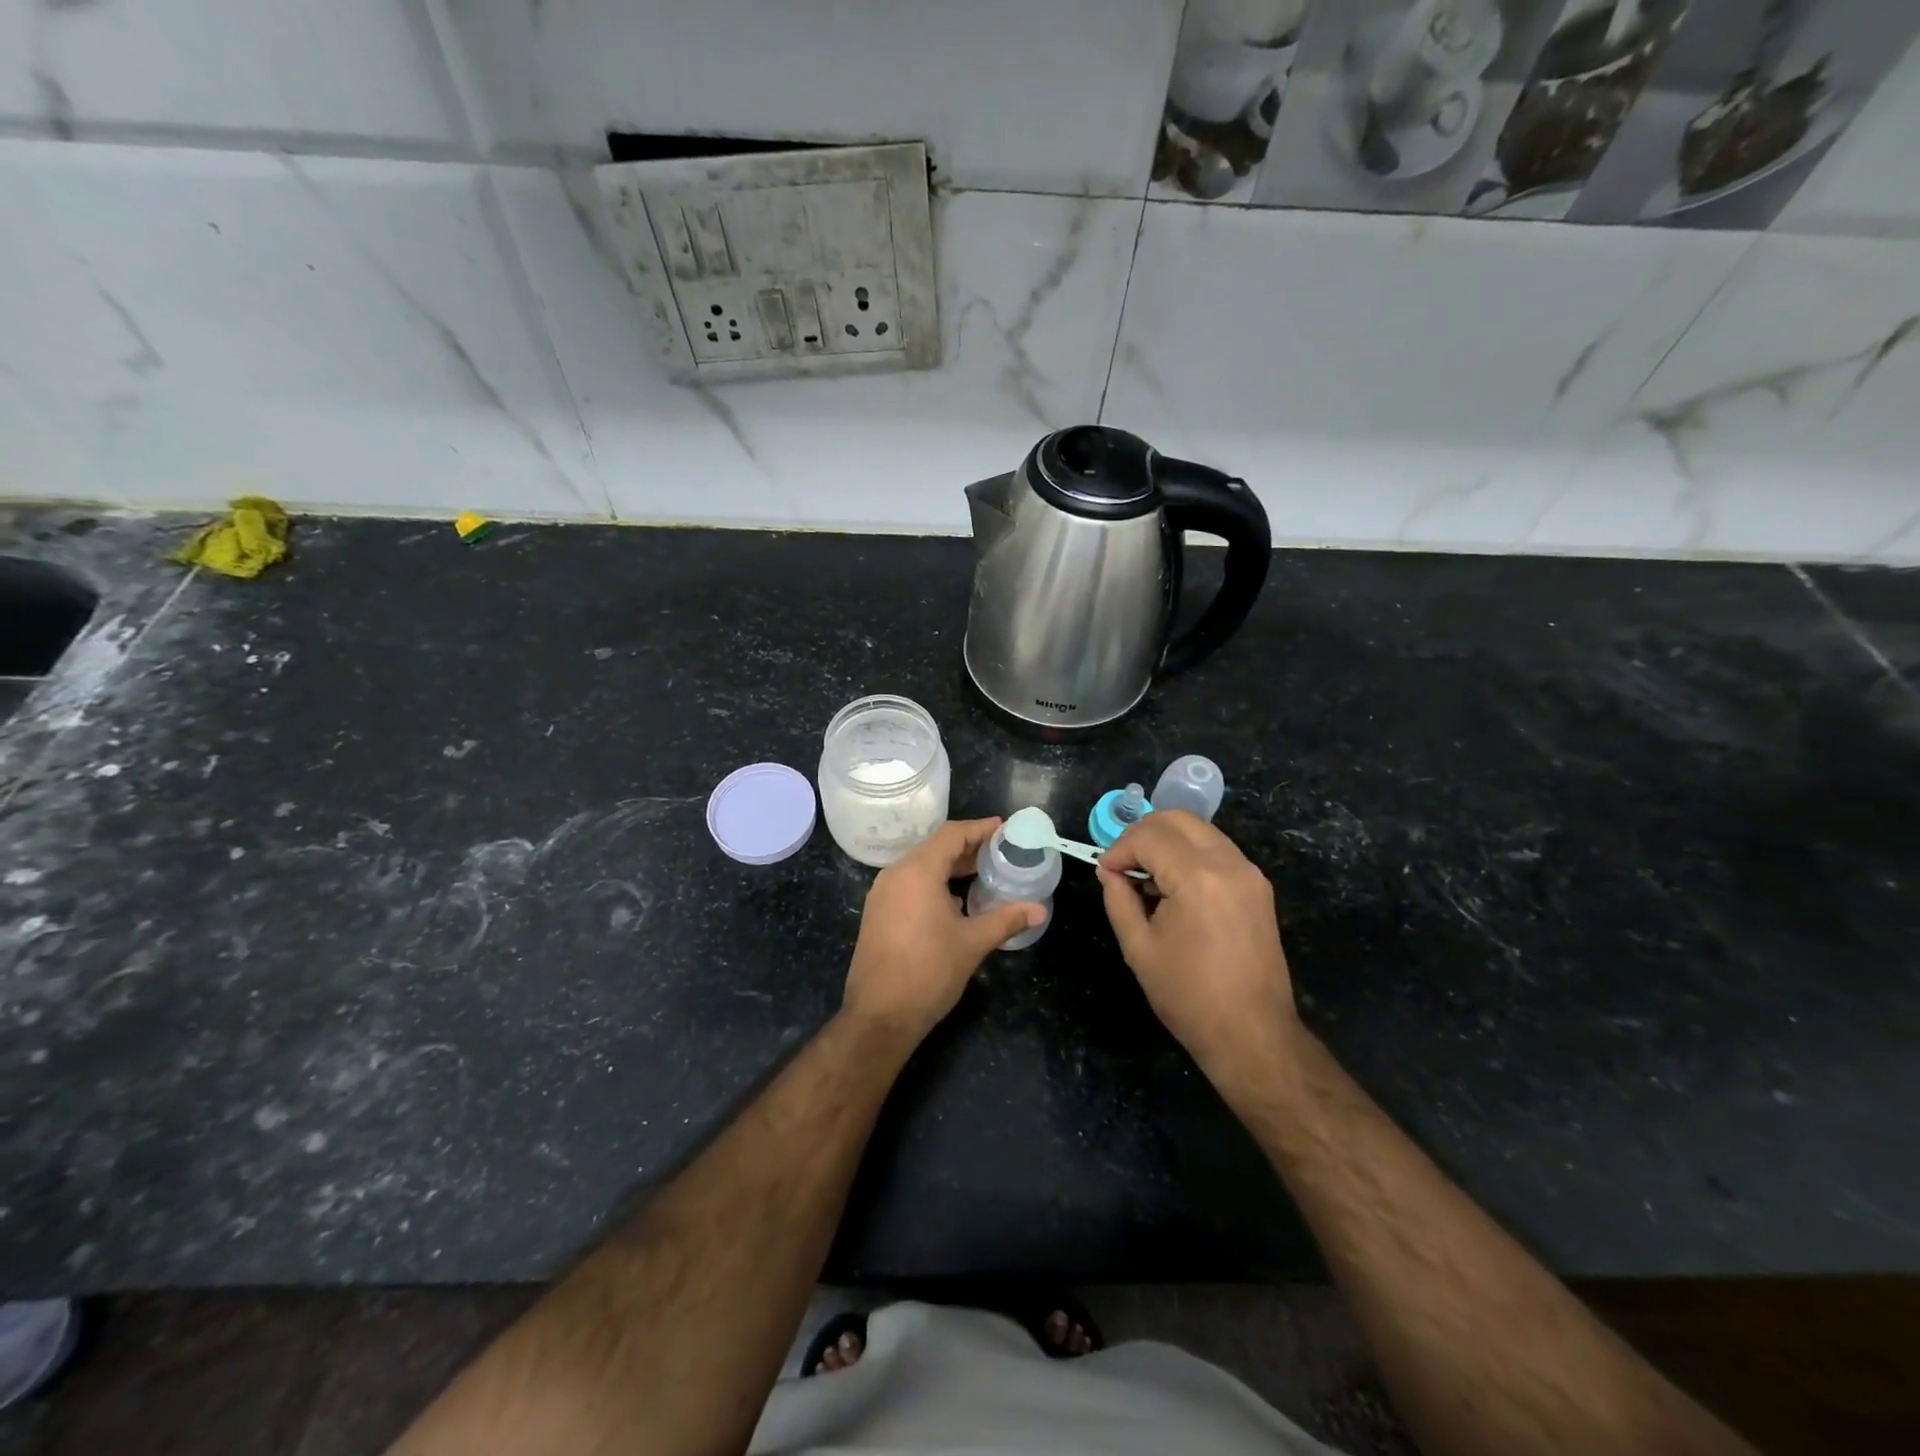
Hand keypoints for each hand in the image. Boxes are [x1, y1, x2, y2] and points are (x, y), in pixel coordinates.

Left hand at [843, 818, 1043, 1041]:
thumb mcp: (973, 943)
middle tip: (1000, 852)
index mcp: (917, 871)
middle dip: (968, 848)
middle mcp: (895, 875)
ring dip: (951, 867)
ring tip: (983, 874)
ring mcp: (882, 894)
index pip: (952, 835)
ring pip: (921, 867)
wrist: (879, 1016)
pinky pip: (909, 885)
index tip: (1004, 828)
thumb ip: (1006, 920)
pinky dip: (934, 883)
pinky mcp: (878, 914)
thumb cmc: (929, 972)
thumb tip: (1040, 910)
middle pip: (935, 848)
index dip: (979, 829)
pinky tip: (956, 901)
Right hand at [1097, 811, 1297, 1077]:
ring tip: (1146, 876)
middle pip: (1178, 819)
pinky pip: (1217, 850)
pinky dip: (1190, 854)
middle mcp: (1229, 864)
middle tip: (1122, 864)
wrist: (1252, 1034)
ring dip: (1167, 841)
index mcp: (1198, 878)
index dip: (1119, 849)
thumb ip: (1119, 899)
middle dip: (1143, 833)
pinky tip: (1173, 886)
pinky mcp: (1258, 887)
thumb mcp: (1139, 947)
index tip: (1105, 872)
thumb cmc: (1188, 995)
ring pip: (1200, 830)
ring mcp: (1249, 873)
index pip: (1149, 837)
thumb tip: (1109, 871)